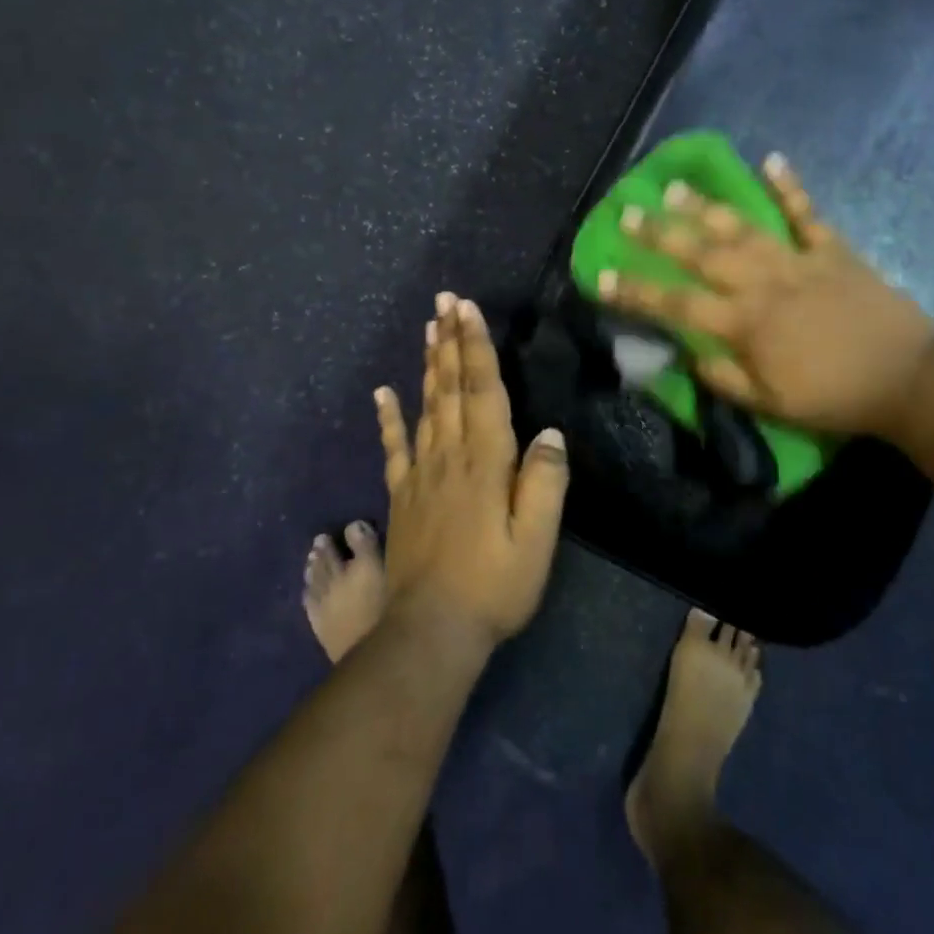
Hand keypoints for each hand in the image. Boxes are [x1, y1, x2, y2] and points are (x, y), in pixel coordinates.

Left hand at [374, 293, 568, 645]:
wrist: (431, 632)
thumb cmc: (494, 585)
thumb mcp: (536, 541)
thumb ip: (544, 483)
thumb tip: (549, 433)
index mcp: (486, 461)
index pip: (482, 390)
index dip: (476, 346)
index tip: (466, 308)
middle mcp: (450, 456)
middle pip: (450, 387)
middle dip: (450, 341)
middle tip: (444, 300)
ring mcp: (421, 475)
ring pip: (426, 406)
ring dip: (429, 364)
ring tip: (428, 328)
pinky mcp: (402, 496)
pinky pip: (395, 447)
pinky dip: (389, 417)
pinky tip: (384, 392)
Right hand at [598, 153, 933, 439]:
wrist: (907, 379)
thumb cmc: (833, 398)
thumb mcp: (769, 403)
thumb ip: (723, 377)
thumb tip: (687, 353)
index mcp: (744, 323)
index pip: (676, 303)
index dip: (636, 291)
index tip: (602, 277)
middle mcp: (763, 282)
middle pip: (701, 253)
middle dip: (659, 233)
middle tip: (627, 212)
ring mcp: (798, 260)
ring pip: (744, 227)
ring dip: (707, 206)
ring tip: (675, 188)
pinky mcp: (832, 251)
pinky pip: (807, 214)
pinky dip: (790, 186)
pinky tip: (772, 159)